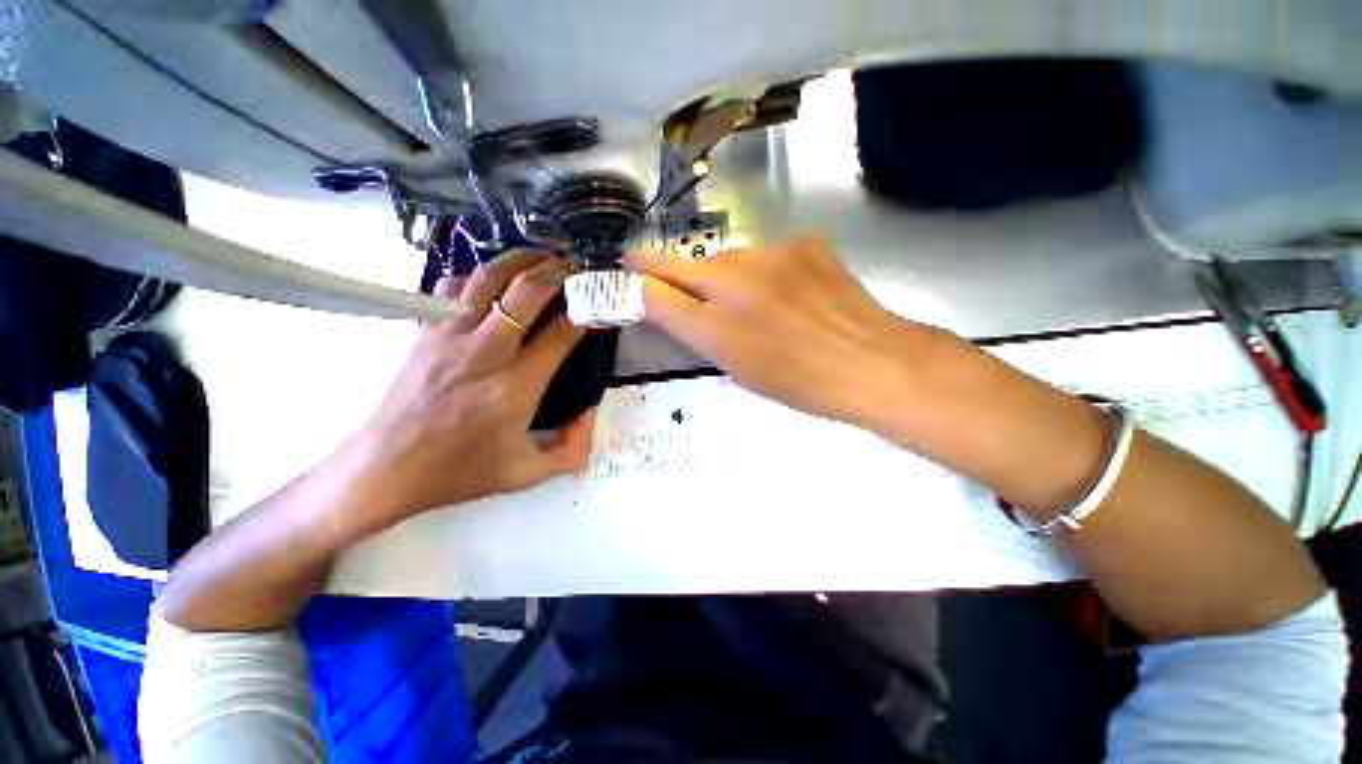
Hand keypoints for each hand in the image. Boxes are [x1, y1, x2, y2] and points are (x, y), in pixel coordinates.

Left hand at [338, 250, 593, 537]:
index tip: (598, 307)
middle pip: (525, 293)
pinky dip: (480, 276)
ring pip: (487, 278)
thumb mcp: (527, 474)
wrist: (384, 470)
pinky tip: (494, 281)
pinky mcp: (424, 332)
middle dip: (557, 272)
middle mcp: (484, 354)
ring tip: (541, 255)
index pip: (560, 335)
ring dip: (519, 260)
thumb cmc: (460, 473)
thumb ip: (571, 448)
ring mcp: (448, 337)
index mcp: (514, 388)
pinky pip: (453, 288)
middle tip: (576, 264)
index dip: (585, 314)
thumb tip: (591, 413)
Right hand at [625, 235, 946, 429]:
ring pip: (726, 258)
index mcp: (717, 328)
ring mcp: (772, 255)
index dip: (635, 285)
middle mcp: (736, 283)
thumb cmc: (802, 385)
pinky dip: (767, 270)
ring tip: (746, 298)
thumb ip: (703, 335)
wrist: (873, 363)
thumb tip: (682, 311)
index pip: (657, 296)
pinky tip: (788, 288)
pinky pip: (768, 254)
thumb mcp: (740, 370)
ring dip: (722, 275)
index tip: (623, 276)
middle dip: (662, 269)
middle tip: (651, 270)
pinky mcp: (804, 244)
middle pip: (682, 266)